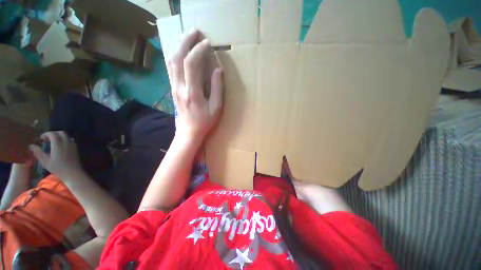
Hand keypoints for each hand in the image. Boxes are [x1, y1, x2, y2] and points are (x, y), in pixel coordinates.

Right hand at [29, 131, 82, 179]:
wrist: (73, 172)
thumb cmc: (58, 168)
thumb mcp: (45, 161)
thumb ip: (38, 152)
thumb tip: (31, 145)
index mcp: (58, 144)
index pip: (52, 134)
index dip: (46, 134)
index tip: (41, 139)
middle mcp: (66, 142)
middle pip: (60, 133)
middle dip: (53, 134)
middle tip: (46, 139)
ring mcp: (72, 144)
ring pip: (66, 136)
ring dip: (59, 136)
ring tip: (52, 143)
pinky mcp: (76, 148)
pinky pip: (70, 140)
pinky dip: (64, 139)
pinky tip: (59, 146)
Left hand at [167, 28, 223, 139]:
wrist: (189, 130)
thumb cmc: (205, 120)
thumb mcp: (216, 108)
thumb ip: (217, 89)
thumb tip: (218, 70)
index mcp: (193, 92)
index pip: (192, 65)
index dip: (198, 51)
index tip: (207, 44)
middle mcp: (180, 87)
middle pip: (178, 58)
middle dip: (185, 42)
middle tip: (195, 32)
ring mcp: (174, 87)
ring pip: (171, 61)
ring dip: (179, 46)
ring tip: (188, 38)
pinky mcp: (172, 88)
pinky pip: (171, 68)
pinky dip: (175, 56)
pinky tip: (180, 51)